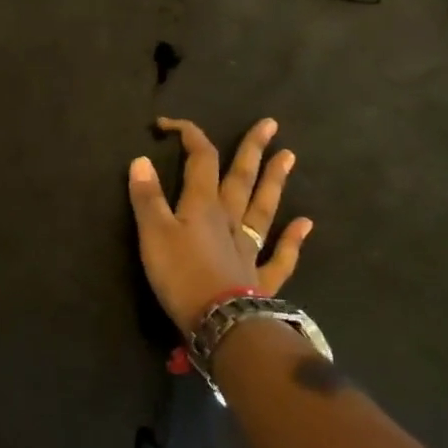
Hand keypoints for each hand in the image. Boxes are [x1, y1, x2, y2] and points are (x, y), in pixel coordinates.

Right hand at [127, 116, 312, 337]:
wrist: (221, 322)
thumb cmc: (181, 274)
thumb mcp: (153, 233)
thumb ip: (147, 197)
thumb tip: (141, 160)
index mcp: (203, 205)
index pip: (200, 160)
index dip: (189, 136)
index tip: (169, 124)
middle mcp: (230, 219)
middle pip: (242, 178)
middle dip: (252, 149)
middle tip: (270, 125)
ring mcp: (249, 248)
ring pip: (264, 208)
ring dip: (275, 182)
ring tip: (290, 156)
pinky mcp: (260, 278)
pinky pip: (280, 255)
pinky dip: (293, 240)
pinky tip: (305, 223)